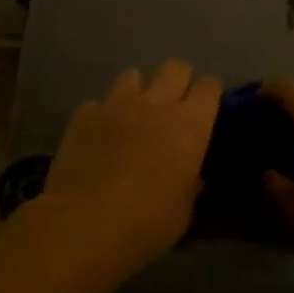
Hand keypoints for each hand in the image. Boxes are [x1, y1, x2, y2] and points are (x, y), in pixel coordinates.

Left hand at [38, 60, 222, 282]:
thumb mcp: (183, 211)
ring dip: (137, 91)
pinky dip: (100, 115)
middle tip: (174, 104)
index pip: (209, 86)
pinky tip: (97, 136)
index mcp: (191, 125)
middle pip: (175, 67)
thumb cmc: (147, 223)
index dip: (209, 93)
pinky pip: (97, 103)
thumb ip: (190, 184)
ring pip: (132, 75)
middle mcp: (157, 104)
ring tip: (132, 115)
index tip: (206, 108)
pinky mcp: (83, 115)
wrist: (84, 225)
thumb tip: (192, 176)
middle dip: (178, 79)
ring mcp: (117, 105)